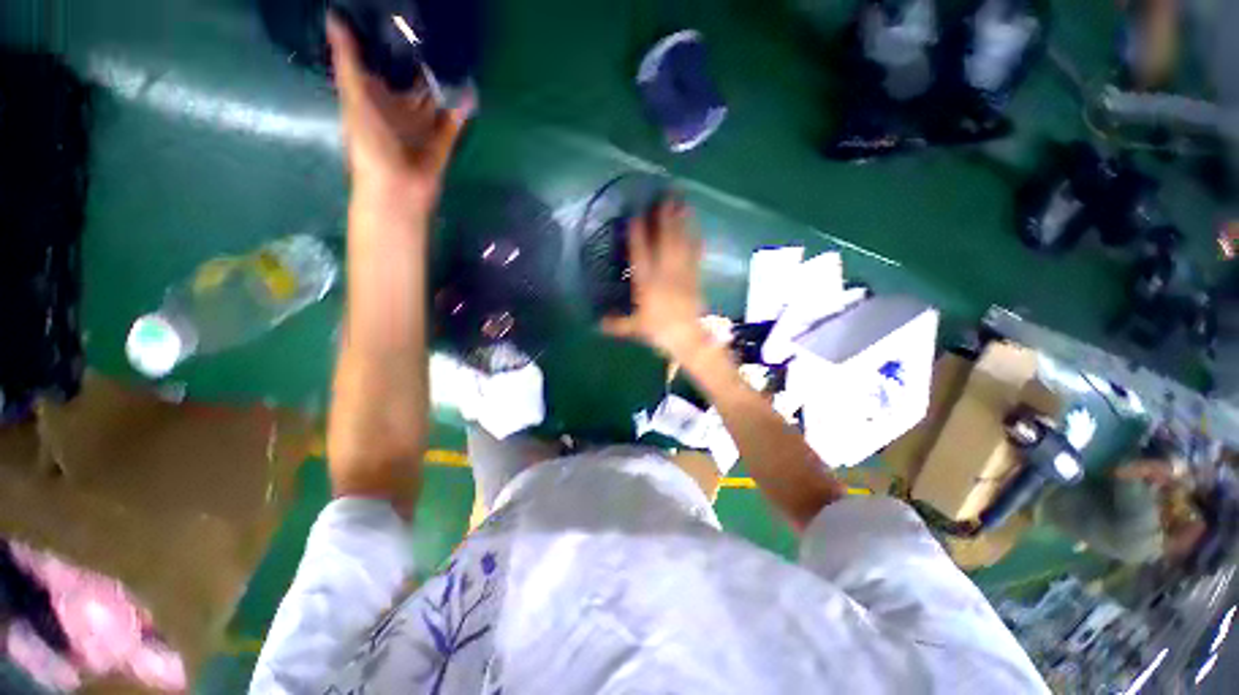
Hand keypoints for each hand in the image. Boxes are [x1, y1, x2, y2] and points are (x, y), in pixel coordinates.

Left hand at [326, 15, 472, 210]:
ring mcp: (420, 129)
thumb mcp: (353, 98)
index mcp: (371, 100)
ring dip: (443, 87)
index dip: (385, 46)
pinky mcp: (440, 144)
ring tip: (456, 58)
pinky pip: (451, 124)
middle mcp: (396, 112)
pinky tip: (469, 92)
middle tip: (434, 35)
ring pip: (433, 103)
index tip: (396, 21)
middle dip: (420, 65)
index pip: (378, 67)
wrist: (397, 190)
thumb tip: (333, 16)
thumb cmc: (369, 144)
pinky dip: (460, 111)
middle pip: (409, 84)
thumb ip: (347, 61)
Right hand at [601, 199, 708, 357]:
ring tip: (682, 202)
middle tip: (666, 195)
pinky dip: (695, 239)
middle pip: (664, 241)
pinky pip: (695, 254)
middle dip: (664, 218)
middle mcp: (663, 273)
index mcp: (646, 283)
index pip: (640, 253)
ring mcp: (681, 272)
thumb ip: (616, 324)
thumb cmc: (658, 331)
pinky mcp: (694, 276)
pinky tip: (696, 227)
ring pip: (681, 243)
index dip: (638, 233)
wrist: (687, 337)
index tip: (637, 214)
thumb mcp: (634, 328)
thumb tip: (597, 322)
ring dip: (681, 222)